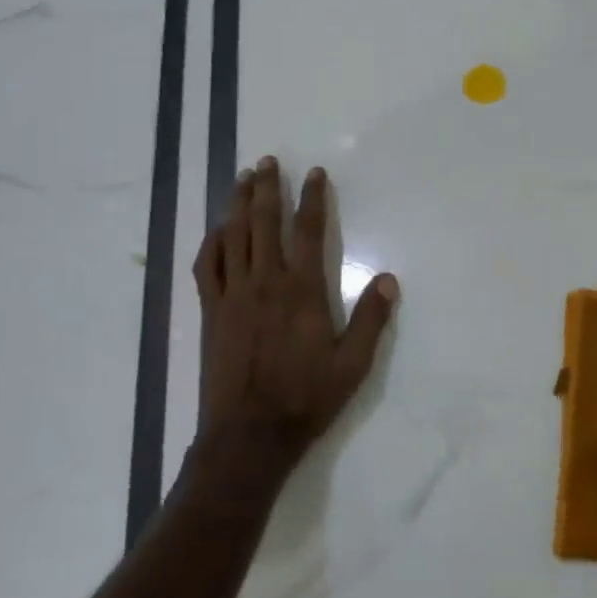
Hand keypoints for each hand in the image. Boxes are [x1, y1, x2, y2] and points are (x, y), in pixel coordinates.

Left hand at [191, 157, 398, 485]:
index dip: (312, 198)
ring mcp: (233, 295)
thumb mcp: (353, 364)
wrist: (249, 435)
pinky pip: (207, 266)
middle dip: (266, 188)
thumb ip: (371, 319)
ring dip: (237, 204)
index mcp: (302, 291)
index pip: (309, 231)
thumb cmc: (306, 398)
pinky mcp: (212, 312)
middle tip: (268, 162)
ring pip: (233, 237)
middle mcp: (265, 283)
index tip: (314, 174)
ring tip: (242, 179)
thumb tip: (389, 279)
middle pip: (263, 223)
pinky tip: (217, 230)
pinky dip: (212, 242)